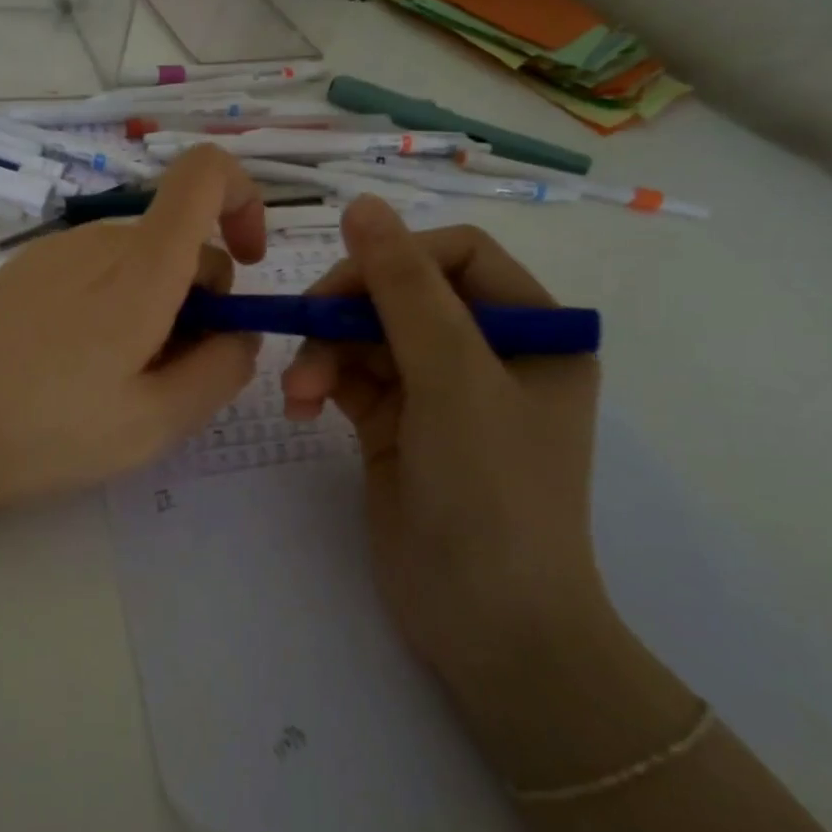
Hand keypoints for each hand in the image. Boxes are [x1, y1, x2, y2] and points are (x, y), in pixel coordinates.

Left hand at [0, 146, 265, 513]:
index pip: (205, 174)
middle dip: (199, 299)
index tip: (248, 266)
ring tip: (117, 383)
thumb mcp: (156, 422)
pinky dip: (113, 305)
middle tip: (170, 376)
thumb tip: (241, 332)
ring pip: (137, 261)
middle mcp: (98, 241)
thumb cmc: (46, 431)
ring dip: (154, 308)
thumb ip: (221, 370)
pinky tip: (75, 368)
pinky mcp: (23, 270)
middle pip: (178, 239)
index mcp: (140, 268)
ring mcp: (54, 251)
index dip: (244, 200)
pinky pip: (94, 272)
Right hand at [279, 197, 605, 691]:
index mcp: (532, 330)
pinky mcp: (396, 423)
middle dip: (348, 313)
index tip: (341, 287)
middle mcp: (487, 352)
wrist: (488, 626)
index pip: (456, 257)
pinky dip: (320, 382)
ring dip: (325, 353)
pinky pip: (349, 376)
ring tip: (298, 394)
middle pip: (401, 293)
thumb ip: (405, 288)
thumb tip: (362, 205)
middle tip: (305, 333)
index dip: (395, 259)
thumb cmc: (493, 493)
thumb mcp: (453, 378)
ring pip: (366, 335)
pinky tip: (300, 406)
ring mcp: (438, 390)